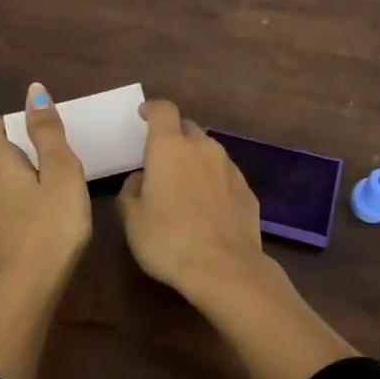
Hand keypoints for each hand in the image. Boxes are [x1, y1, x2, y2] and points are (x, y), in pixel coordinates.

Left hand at [0, 83, 92, 299]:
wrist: (22, 293)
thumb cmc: (50, 228)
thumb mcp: (62, 174)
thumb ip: (48, 132)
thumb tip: (33, 91)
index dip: (3, 123)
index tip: (26, 128)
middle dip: (4, 151)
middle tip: (38, 158)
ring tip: (24, 189)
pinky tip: (8, 220)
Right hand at [120, 96, 356, 378]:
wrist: (225, 269)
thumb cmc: (169, 240)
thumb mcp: (132, 219)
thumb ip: (131, 191)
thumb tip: (141, 179)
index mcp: (170, 148)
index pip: (163, 110)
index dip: (152, 109)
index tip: (143, 115)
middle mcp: (203, 148)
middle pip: (187, 128)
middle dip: (173, 137)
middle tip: (160, 159)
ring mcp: (230, 168)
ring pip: (208, 152)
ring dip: (195, 161)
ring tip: (184, 186)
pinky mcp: (248, 191)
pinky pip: (224, 176)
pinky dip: (213, 183)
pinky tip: (207, 208)